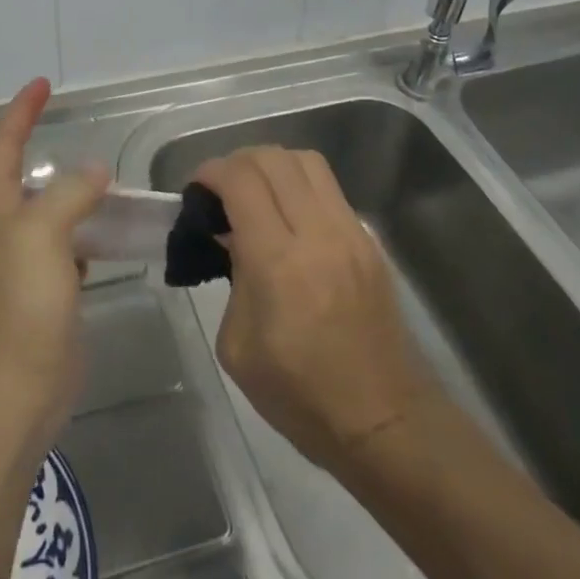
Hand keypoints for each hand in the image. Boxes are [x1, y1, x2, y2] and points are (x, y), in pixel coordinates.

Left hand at [0, 78, 109, 452]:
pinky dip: (69, 226)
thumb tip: (94, 170)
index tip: (41, 85)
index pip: (1, 145)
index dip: (20, 112)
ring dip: (40, 183)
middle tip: (31, 120)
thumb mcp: (43, 234)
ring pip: (25, 208)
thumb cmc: (22, 304)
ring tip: (69, 169)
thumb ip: (68, 194)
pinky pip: (55, 244)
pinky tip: (92, 229)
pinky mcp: (40, 290)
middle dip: (7, 142)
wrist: (16, 389)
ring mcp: (18, 262)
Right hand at [195, 146, 437, 472]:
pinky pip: (329, 188)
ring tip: (255, 192)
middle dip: (238, 161)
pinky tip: (289, 216)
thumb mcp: (238, 346)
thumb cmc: (299, 394)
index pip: (241, 181)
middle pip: (274, 158)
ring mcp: (350, 233)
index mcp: (278, 262)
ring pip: (307, 161)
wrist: (383, 420)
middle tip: (221, 188)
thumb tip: (234, 238)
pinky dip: (300, 185)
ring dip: (272, 164)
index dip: (211, 171)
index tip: (196, 188)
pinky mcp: (369, 241)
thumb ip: (232, 278)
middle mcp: (317, 233)